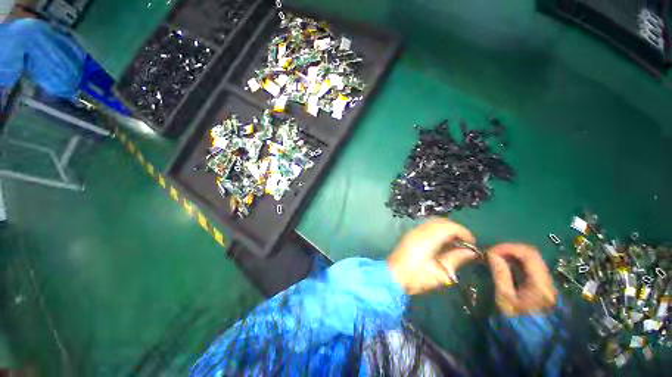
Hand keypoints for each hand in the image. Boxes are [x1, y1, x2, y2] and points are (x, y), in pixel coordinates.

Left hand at [388, 219, 477, 294]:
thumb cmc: (416, 278)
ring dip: (447, 228)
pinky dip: (438, 229)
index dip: (463, 232)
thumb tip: (471, 251)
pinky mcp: (411, 234)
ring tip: (455, 242)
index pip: (449, 227)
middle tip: (465, 243)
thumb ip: (456, 259)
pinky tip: (442, 241)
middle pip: (441, 221)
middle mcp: (419, 231)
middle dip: (456, 229)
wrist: (394, 277)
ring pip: (434, 222)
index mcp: (427, 239)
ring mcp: (413, 231)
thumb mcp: (440, 273)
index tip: (472, 243)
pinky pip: (428, 226)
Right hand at [487, 243, 556, 315]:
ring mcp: (547, 284)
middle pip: (531, 255)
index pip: (528, 254)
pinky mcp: (542, 287)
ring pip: (531, 261)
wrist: (533, 342)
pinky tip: (504, 267)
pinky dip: (516, 264)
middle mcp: (548, 280)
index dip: (509, 247)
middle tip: (491, 254)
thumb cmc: (517, 322)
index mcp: (540, 284)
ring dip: (512, 256)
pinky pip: (529, 269)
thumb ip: (500, 274)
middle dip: (509, 250)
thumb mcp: (505, 299)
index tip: (491, 251)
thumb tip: (492, 254)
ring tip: (495, 259)